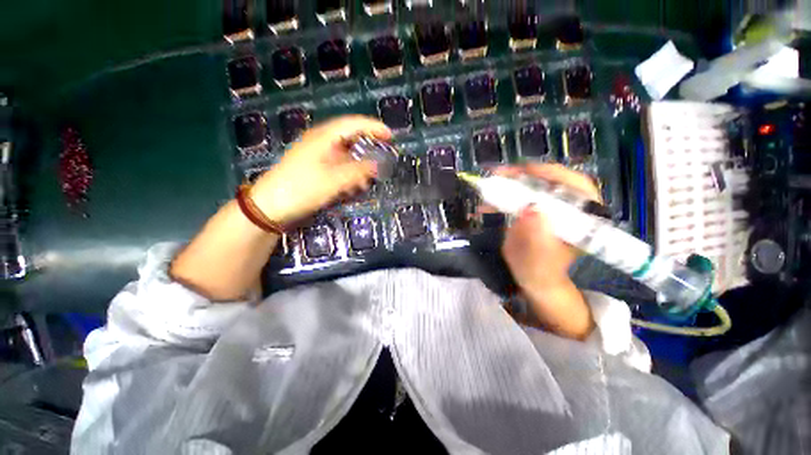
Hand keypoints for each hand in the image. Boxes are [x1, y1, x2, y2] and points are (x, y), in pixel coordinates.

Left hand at [250, 116, 390, 224]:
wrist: (270, 207)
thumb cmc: (301, 189)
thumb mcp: (333, 181)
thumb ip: (358, 171)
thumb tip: (377, 164)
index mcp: (324, 137)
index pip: (353, 124)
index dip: (373, 128)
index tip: (390, 137)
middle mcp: (321, 143)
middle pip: (351, 139)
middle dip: (368, 150)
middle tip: (382, 161)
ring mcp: (318, 157)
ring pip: (346, 156)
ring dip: (359, 167)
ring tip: (367, 182)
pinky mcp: (317, 170)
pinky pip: (339, 168)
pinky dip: (349, 176)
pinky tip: (353, 188)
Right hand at [498, 164, 600, 339]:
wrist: (536, 279)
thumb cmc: (539, 272)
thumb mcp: (535, 258)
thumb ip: (534, 238)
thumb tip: (530, 210)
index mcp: (582, 220)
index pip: (576, 186)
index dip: (551, 173)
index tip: (524, 170)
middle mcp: (570, 209)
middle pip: (553, 181)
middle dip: (525, 175)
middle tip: (500, 174)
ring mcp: (554, 209)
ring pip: (536, 187)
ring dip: (512, 184)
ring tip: (490, 185)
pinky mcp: (539, 211)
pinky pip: (524, 197)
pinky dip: (505, 196)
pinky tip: (488, 203)